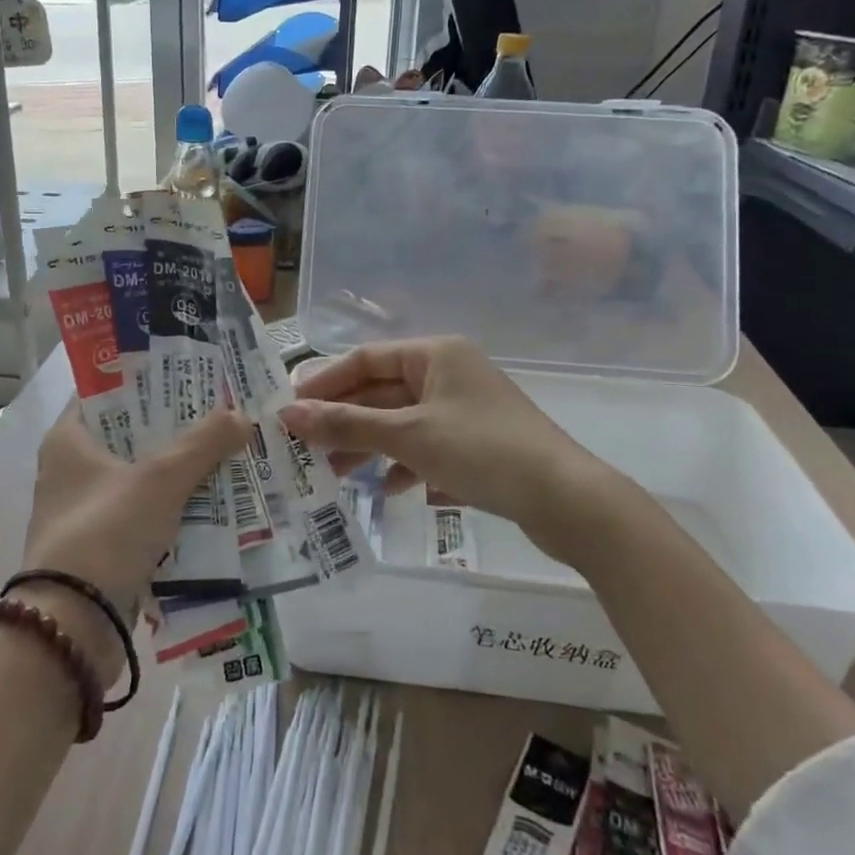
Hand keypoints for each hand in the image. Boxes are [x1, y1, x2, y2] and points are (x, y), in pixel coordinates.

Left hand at [20, 402, 248, 683]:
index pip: (107, 393)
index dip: (147, 381)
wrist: (73, 627)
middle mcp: (71, 471)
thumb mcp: (161, 479)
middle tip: (221, 413)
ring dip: (181, 471)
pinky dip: (175, 509)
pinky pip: (146, 516)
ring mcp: (86, 512)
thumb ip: (203, 443)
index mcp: (67, 441)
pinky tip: (215, 503)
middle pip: (131, 436)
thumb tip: (242, 416)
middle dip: (176, 428)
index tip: (189, 374)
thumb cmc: (107, 531)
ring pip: (142, 478)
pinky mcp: (102, 548)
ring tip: (228, 453)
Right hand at [280, 337, 599, 537]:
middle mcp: (449, 372)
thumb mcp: (409, 436)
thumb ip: (347, 424)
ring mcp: (464, 408)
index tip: (290, 410)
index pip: (366, 358)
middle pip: (382, 390)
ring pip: (402, 420)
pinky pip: (426, 445)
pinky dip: (404, 462)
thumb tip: (287, 414)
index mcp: (435, 354)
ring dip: (369, 444)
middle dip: (345, 419)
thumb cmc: (482, 450)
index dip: (325, 383)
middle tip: (306, 448)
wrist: (567, 500)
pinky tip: (389, 488)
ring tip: (336, 474)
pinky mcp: (477, 442)